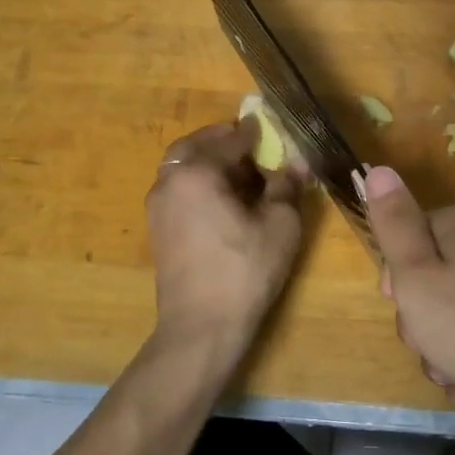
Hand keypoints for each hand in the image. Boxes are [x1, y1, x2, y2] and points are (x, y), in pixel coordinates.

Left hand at [145, 119, 306, 365]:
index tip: (272, 127)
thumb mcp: (280, 225)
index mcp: (197, 172)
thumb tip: (297, 162)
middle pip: (197, 146)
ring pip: (184, 167)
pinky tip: (224, 201)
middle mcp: (170, 180)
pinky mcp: (158, 228)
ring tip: (241, 174)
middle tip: (253, 146)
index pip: (231, 139)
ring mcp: (158, 205)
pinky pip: (179, 189)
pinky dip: (199, 183)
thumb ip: (287, 186)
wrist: (201, 327)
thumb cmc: (245, 270)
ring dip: (210, 162)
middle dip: (225, 142)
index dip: (255, 133)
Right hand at [361, 165, 454, 430]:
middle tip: (428, 348)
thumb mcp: (416, 276)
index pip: (409, 238)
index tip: (401, 308)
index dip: (397, 279)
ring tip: (454, 378)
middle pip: (432, 277)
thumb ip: (393, 224)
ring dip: (443, 349)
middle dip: (421, 321)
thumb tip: (379, 169)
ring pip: (454, 311)